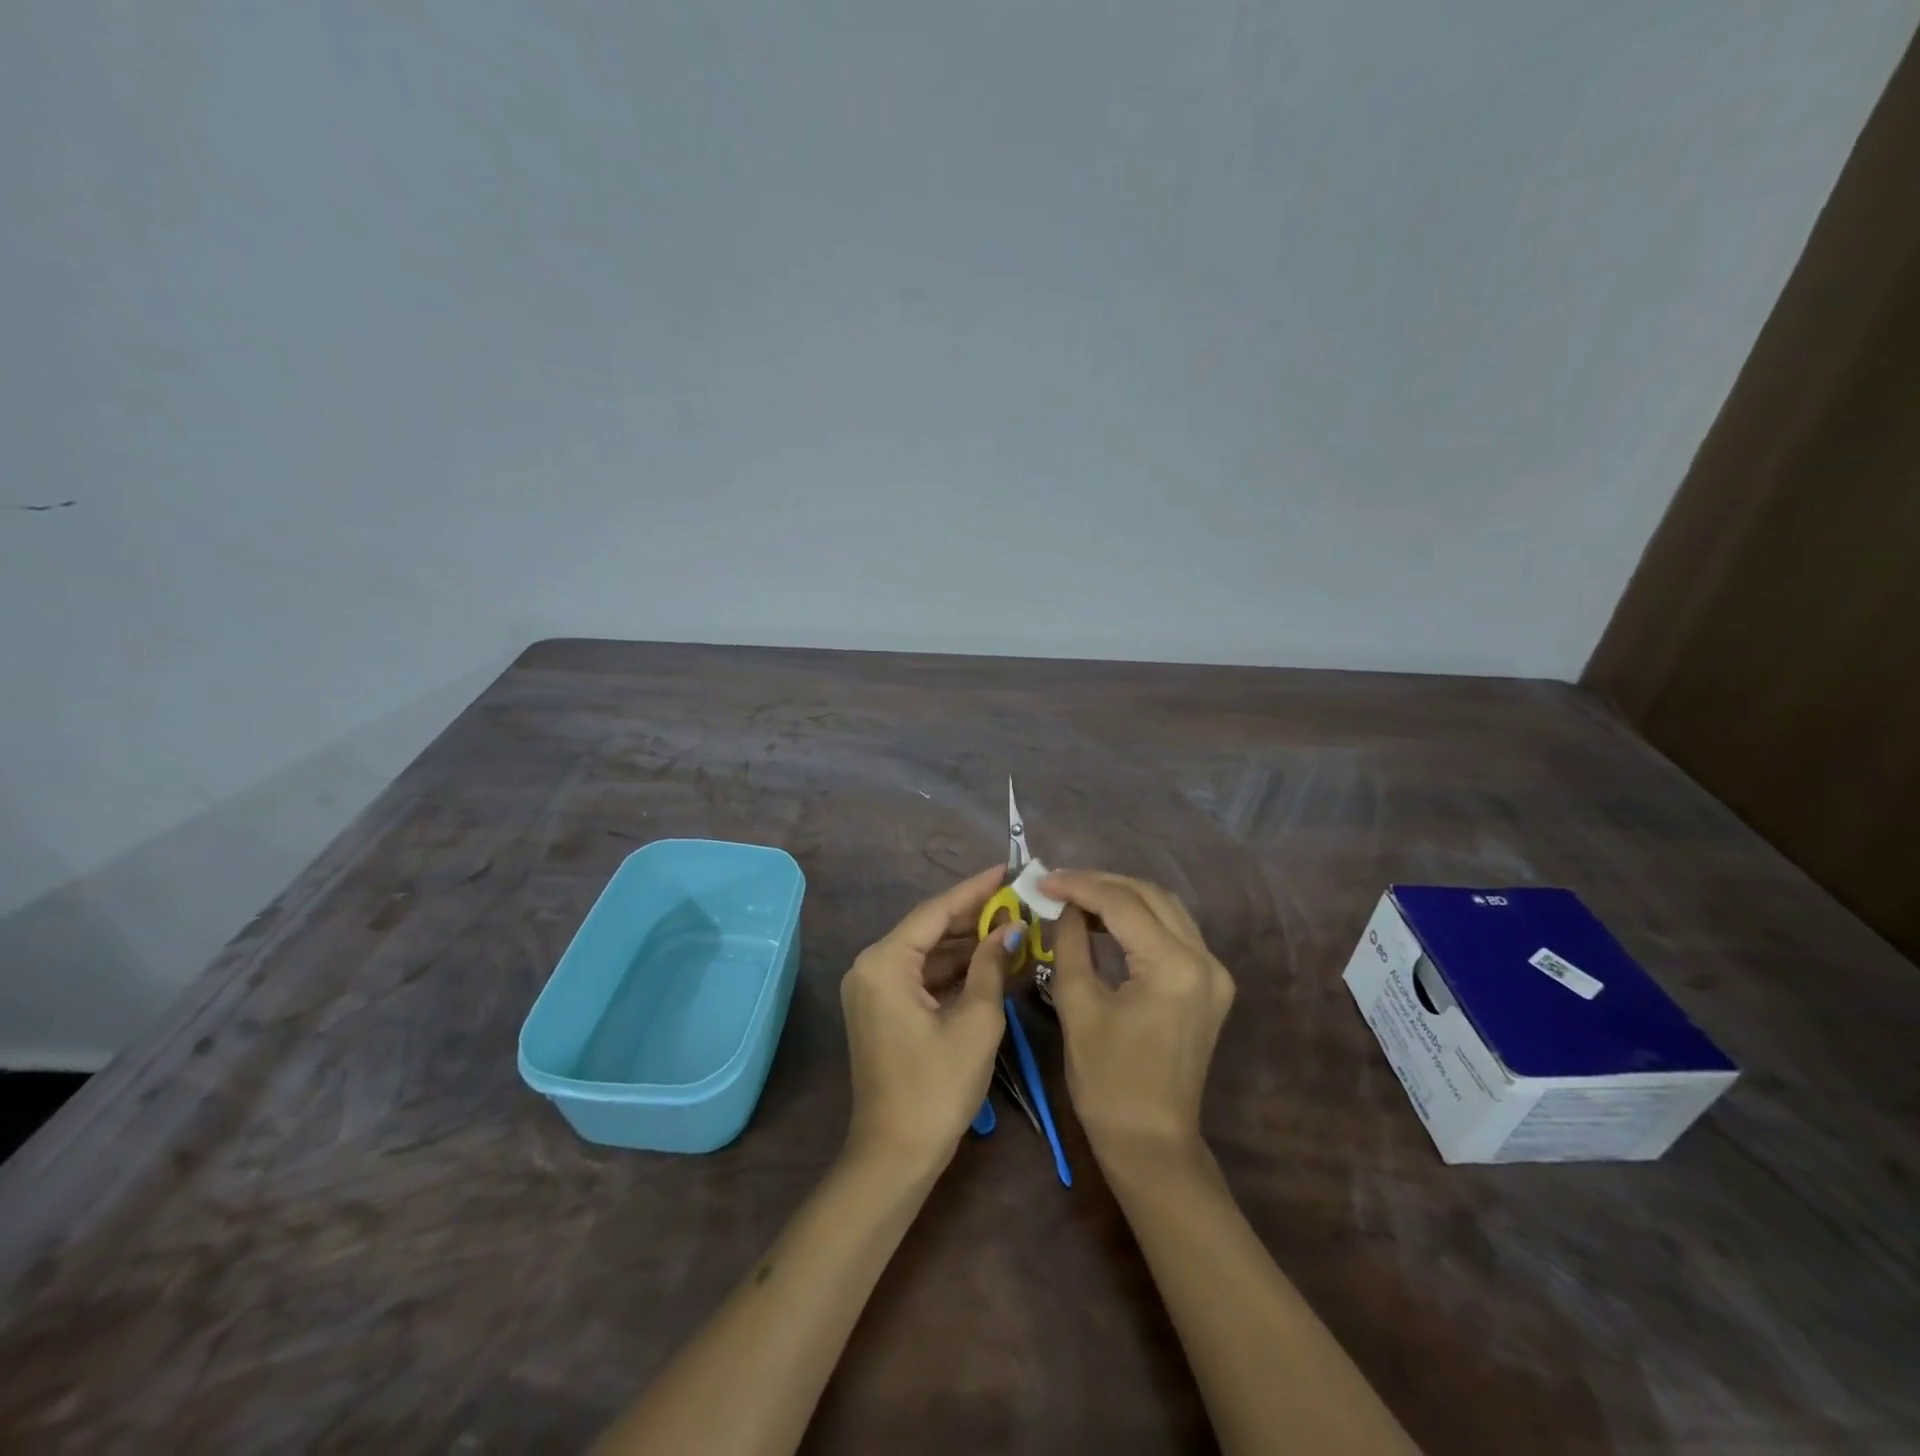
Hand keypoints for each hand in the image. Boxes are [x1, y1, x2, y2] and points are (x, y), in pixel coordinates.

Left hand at [841, 866, 1021, 1171]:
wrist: (894, 1156)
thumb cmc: (936, 1087)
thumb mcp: (975, 1022)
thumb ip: (991, 966)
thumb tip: (1009, 929)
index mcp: (884, 962)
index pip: (936, 911)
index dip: (975, 889)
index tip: (1007, 869)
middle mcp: (871, 966)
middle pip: (930, 929)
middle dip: (975, 917)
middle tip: (1018, 901)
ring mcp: (873, 989)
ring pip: (928, 953)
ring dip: (967, 945)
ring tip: (1013, 928)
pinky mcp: (882, 1009)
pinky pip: (922, 977)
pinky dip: (954, 971)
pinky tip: (991, 963)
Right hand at [1041, 871, 1234, 1164]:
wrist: (1151, 1142)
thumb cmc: (1107, 1080)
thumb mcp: (1077, 1005)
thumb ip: (1070, 943)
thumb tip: (1064, 906)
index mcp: (1174, 966)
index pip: (1122, 903)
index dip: (1078, 885)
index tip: (1041, 880)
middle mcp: (1204, 960)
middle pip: (1150, 895)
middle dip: (1100, 884)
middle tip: (1057, 884)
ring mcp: (1214, 972)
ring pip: (1165, 908)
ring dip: (1121, 897)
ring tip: (1077, 897)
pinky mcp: (1210, 984)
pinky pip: (1174, 932)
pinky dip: (1139, 919)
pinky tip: (1106, 920)